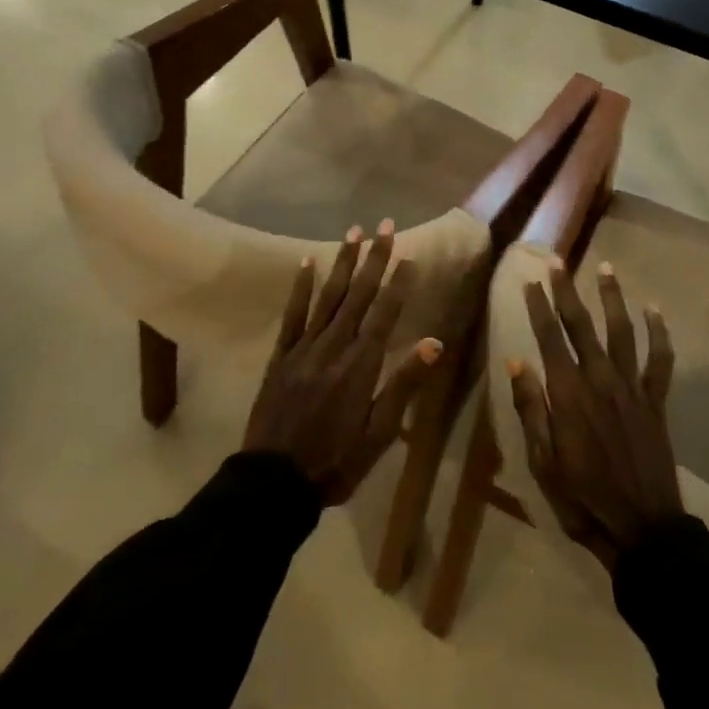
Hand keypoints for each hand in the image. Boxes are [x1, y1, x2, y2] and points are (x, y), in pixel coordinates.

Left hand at [244, 221, 442, 503]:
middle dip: (374, 258)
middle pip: (359, 294)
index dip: (399, 282)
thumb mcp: (379, 432)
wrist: (273, 482)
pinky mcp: (282, 355)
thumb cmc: (336, 462)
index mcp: (361, 364)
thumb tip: (434, 343)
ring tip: (354, 231)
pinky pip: (293, 314)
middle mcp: (334, 346)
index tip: (410, 255)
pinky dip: (301, 287)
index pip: (385, 312)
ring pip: (329, 295)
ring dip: (343, 262)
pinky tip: (306, 263)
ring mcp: (305, 347)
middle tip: (385, 226)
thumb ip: (404, 384)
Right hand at [507, 260, 681, 568]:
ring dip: (613, 297)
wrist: (642, 529)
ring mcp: (631, 387)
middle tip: (558, 262)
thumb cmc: (583, 499)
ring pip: (622, 331)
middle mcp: (599, 379)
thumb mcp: (543, 462)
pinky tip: (654, 311)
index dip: (539, 307)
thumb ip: (531, 409)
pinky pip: (660, 360)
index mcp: (568, 394)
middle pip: (582, 325)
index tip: (530, 281)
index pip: (549, 338)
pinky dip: (659, 334)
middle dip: (567, 291)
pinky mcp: (655, 401)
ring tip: (606, 267)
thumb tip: (517, 363)